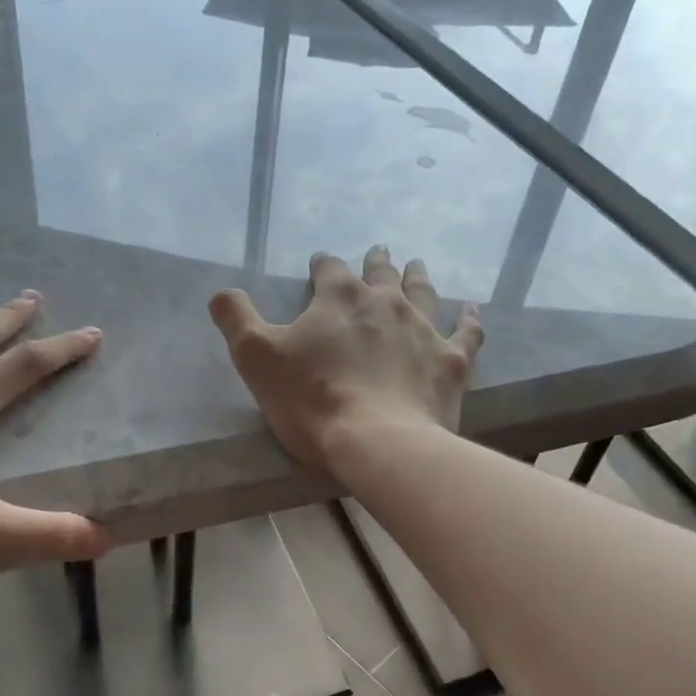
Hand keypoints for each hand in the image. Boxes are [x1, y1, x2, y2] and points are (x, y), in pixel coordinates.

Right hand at [209, 247, 481, 471]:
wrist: (378, 441)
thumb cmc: (311, 400)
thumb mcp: (256, 358)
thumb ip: (236, 318)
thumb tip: (222, 292)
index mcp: (338, 297)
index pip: (328, 268)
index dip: (322, 265)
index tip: (319, 266)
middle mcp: (385, 301)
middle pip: (380, 273)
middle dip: (375, 262)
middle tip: (377, 253)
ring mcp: (423, 328)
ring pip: (422, 292)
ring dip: (417, 277)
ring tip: (416, 266)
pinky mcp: (451, 360)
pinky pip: (467, 332)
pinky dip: (470, 320)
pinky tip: (472, 311)